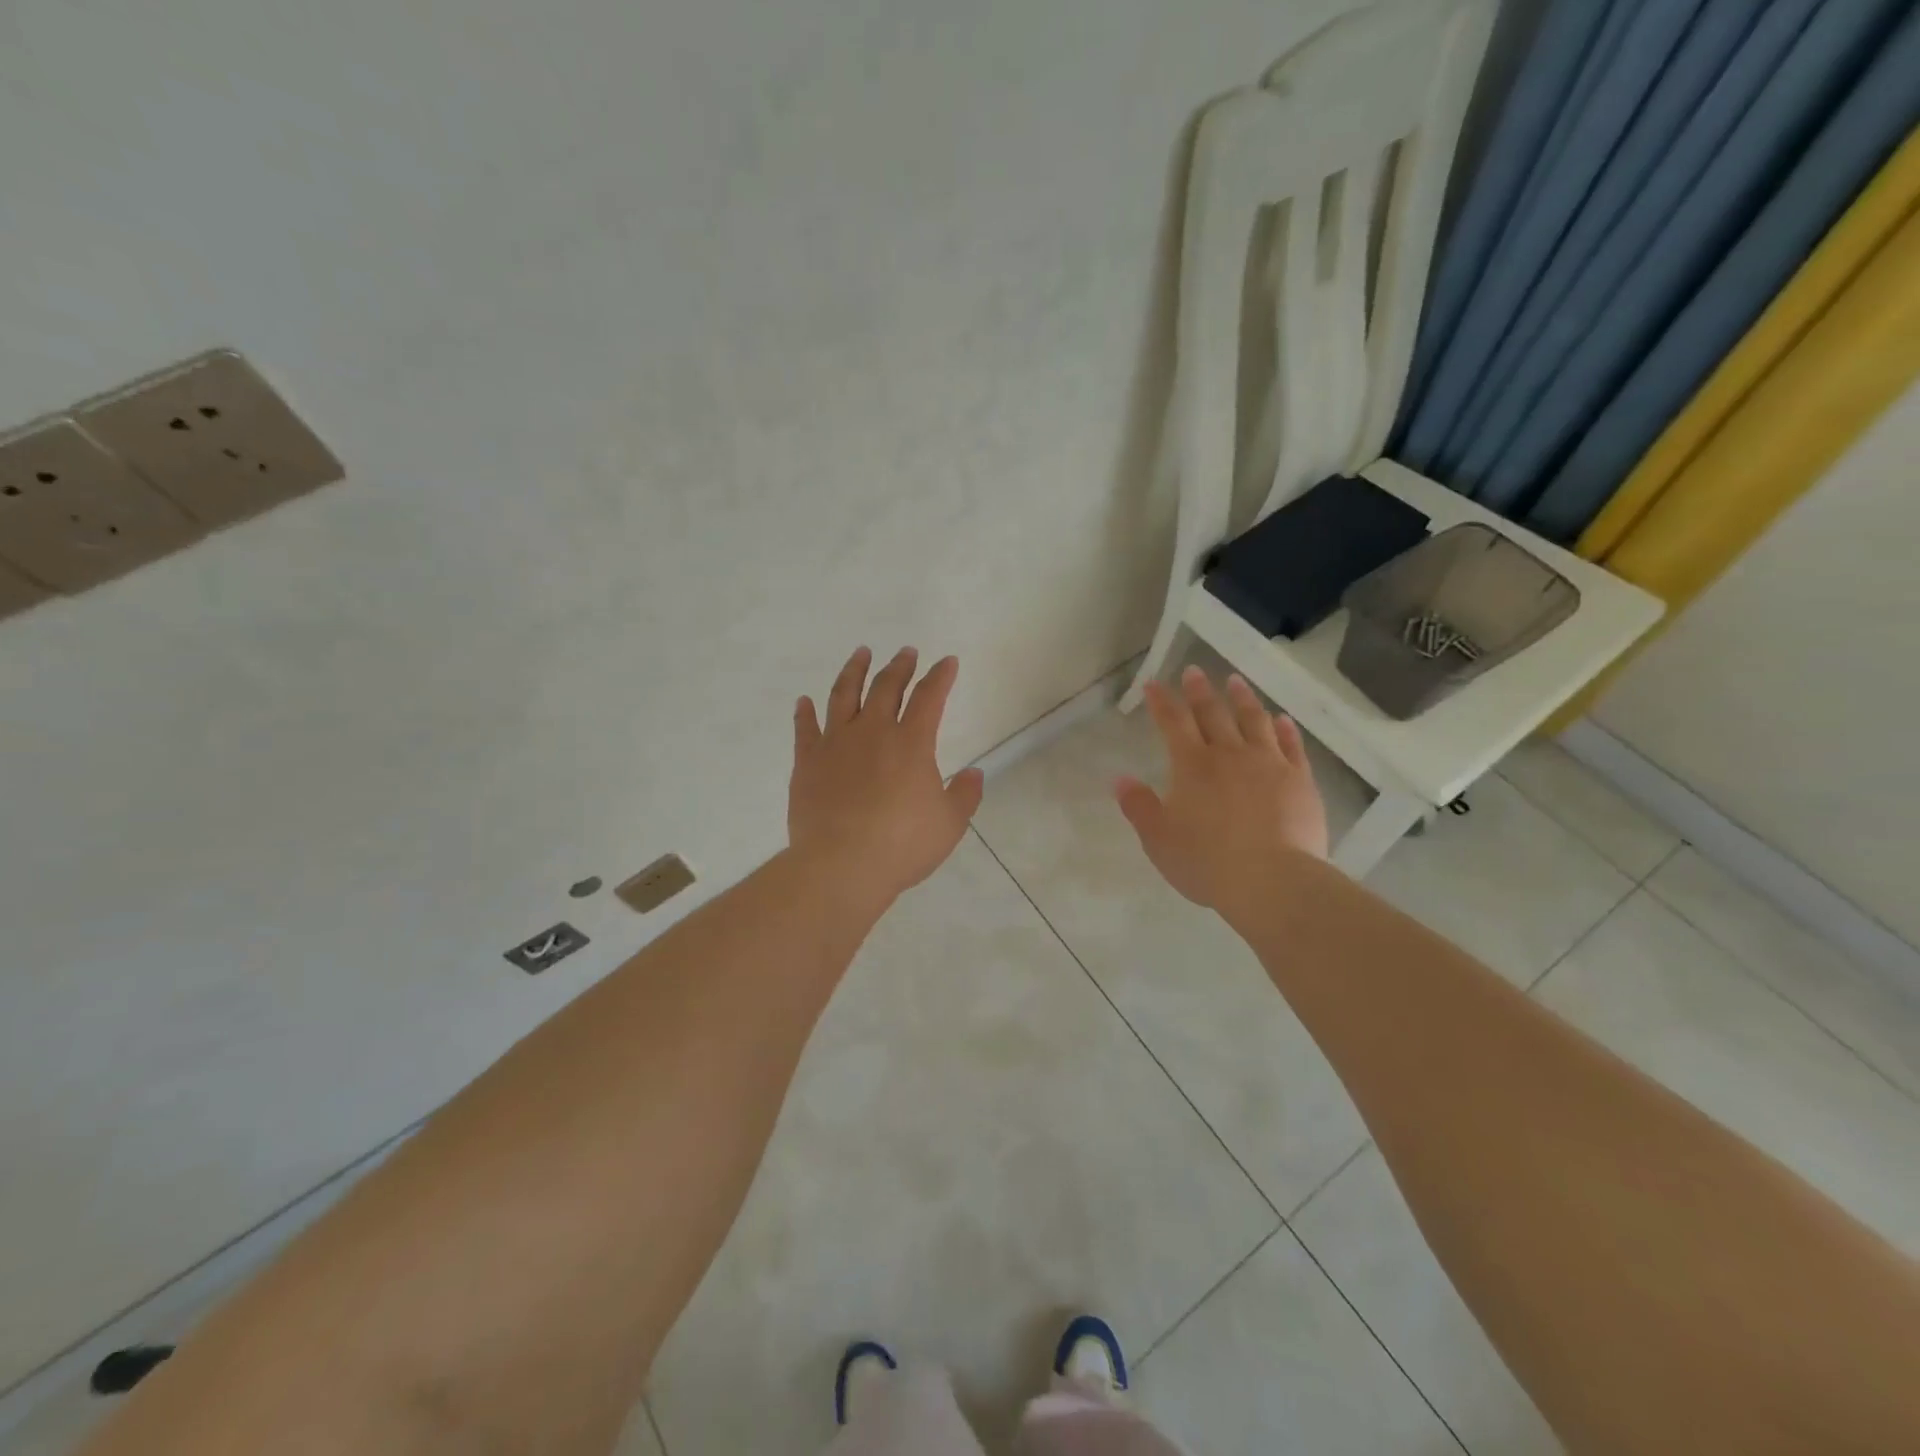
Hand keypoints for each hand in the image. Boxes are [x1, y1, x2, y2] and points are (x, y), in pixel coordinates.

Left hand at [790, 647, 984, 904]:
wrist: (842, 864)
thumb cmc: (902, 845)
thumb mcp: (949, 824)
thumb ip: (965, 795)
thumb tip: (976, 774)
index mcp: (911, 743)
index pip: (929, 697)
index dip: (941, 676)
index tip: (947, 662)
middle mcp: (873, 732)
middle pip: (886, 687)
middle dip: (900, 666)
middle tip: (906, 652)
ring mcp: (835, 744)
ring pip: (844, 695)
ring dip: (854, 671)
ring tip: (861, 653)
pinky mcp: (807, 762)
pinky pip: (805, 728)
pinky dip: (805, 712)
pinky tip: (804, 701)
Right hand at [1115, 667, 1327, 920]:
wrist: (1273, 880)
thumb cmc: (1207, 862)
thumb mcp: (1159, 840)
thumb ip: (1139, 807)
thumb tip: (1120, 779)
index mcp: (1192, 766)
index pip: (1172, 723)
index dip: (1161, 702)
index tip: (1153, 684)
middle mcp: (1229, 754)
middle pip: (1212, 714)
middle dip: (1199, 691)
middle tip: (1194, 671)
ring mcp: (1268, 764)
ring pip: (1254, 721)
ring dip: (1242, 699)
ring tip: (1236, 681)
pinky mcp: (1299, 780)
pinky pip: (1291, 746)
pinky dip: (1285, 730)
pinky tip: (1282, 720)